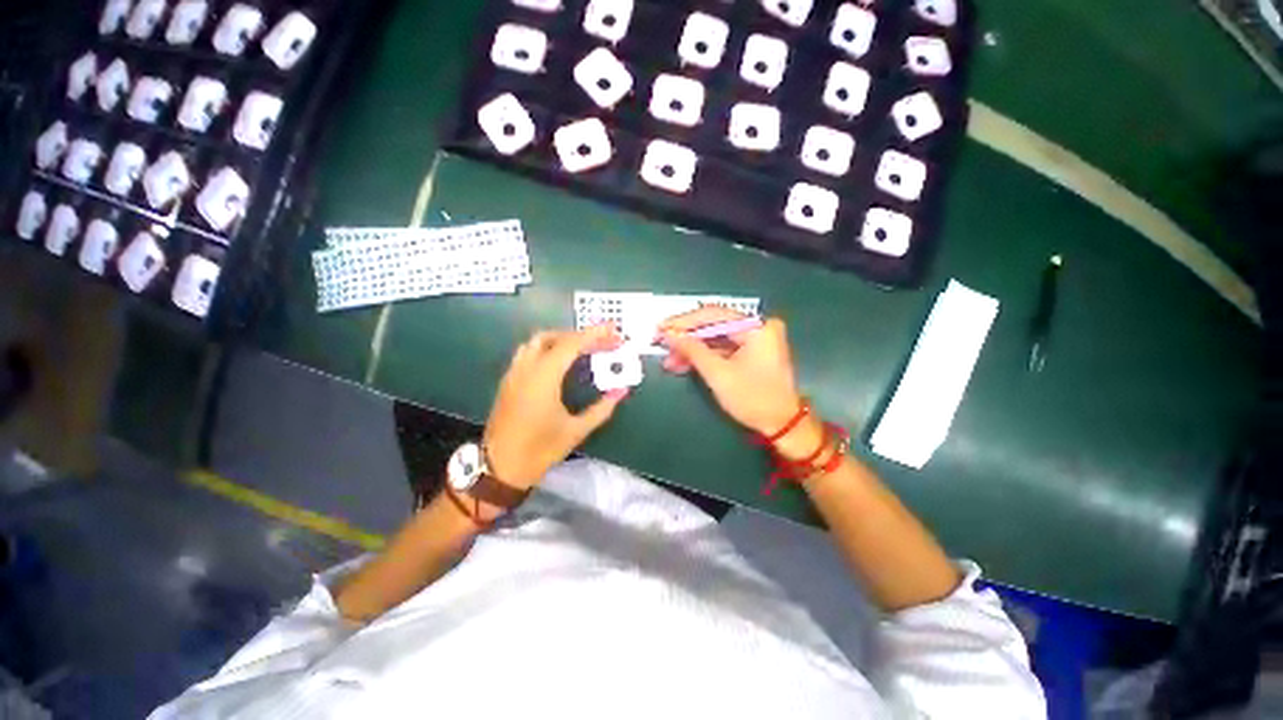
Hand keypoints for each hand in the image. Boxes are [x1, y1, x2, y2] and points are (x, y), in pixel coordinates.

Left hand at [483, 325, 626, 487]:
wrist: (499, 469)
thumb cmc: (540, 450)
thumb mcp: (576, 431)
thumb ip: (602, 408)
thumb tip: (622, 391)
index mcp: (543, 378)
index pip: (571, 345)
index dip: (594, 335)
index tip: (612, 330)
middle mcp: (526, 369)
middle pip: (553, 337)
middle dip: (579, 335)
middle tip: (601, 342)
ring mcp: (513, 374)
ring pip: (536, 342)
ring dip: (561, 339)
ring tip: (583, 349)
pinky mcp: (508, 382)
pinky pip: (528, 353)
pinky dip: (547, 349)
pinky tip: (560, 362)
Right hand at [660, 308, 822, 459]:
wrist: (782, 425)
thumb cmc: (753, 399)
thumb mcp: (718, 374)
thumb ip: (692, 350)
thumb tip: (668, 333)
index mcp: (756, 327)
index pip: (713, 315)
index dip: (683, 322)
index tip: (661, 328)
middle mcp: (758, 326)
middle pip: (714, 325)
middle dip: (686, 337)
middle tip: (661, 343)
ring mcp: (756, 339)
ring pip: (716, 338)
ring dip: (692, 348)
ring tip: (669, 360)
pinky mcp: (752, 351)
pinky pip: (723, 348)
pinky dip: (704, 356)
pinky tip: (684, 363)